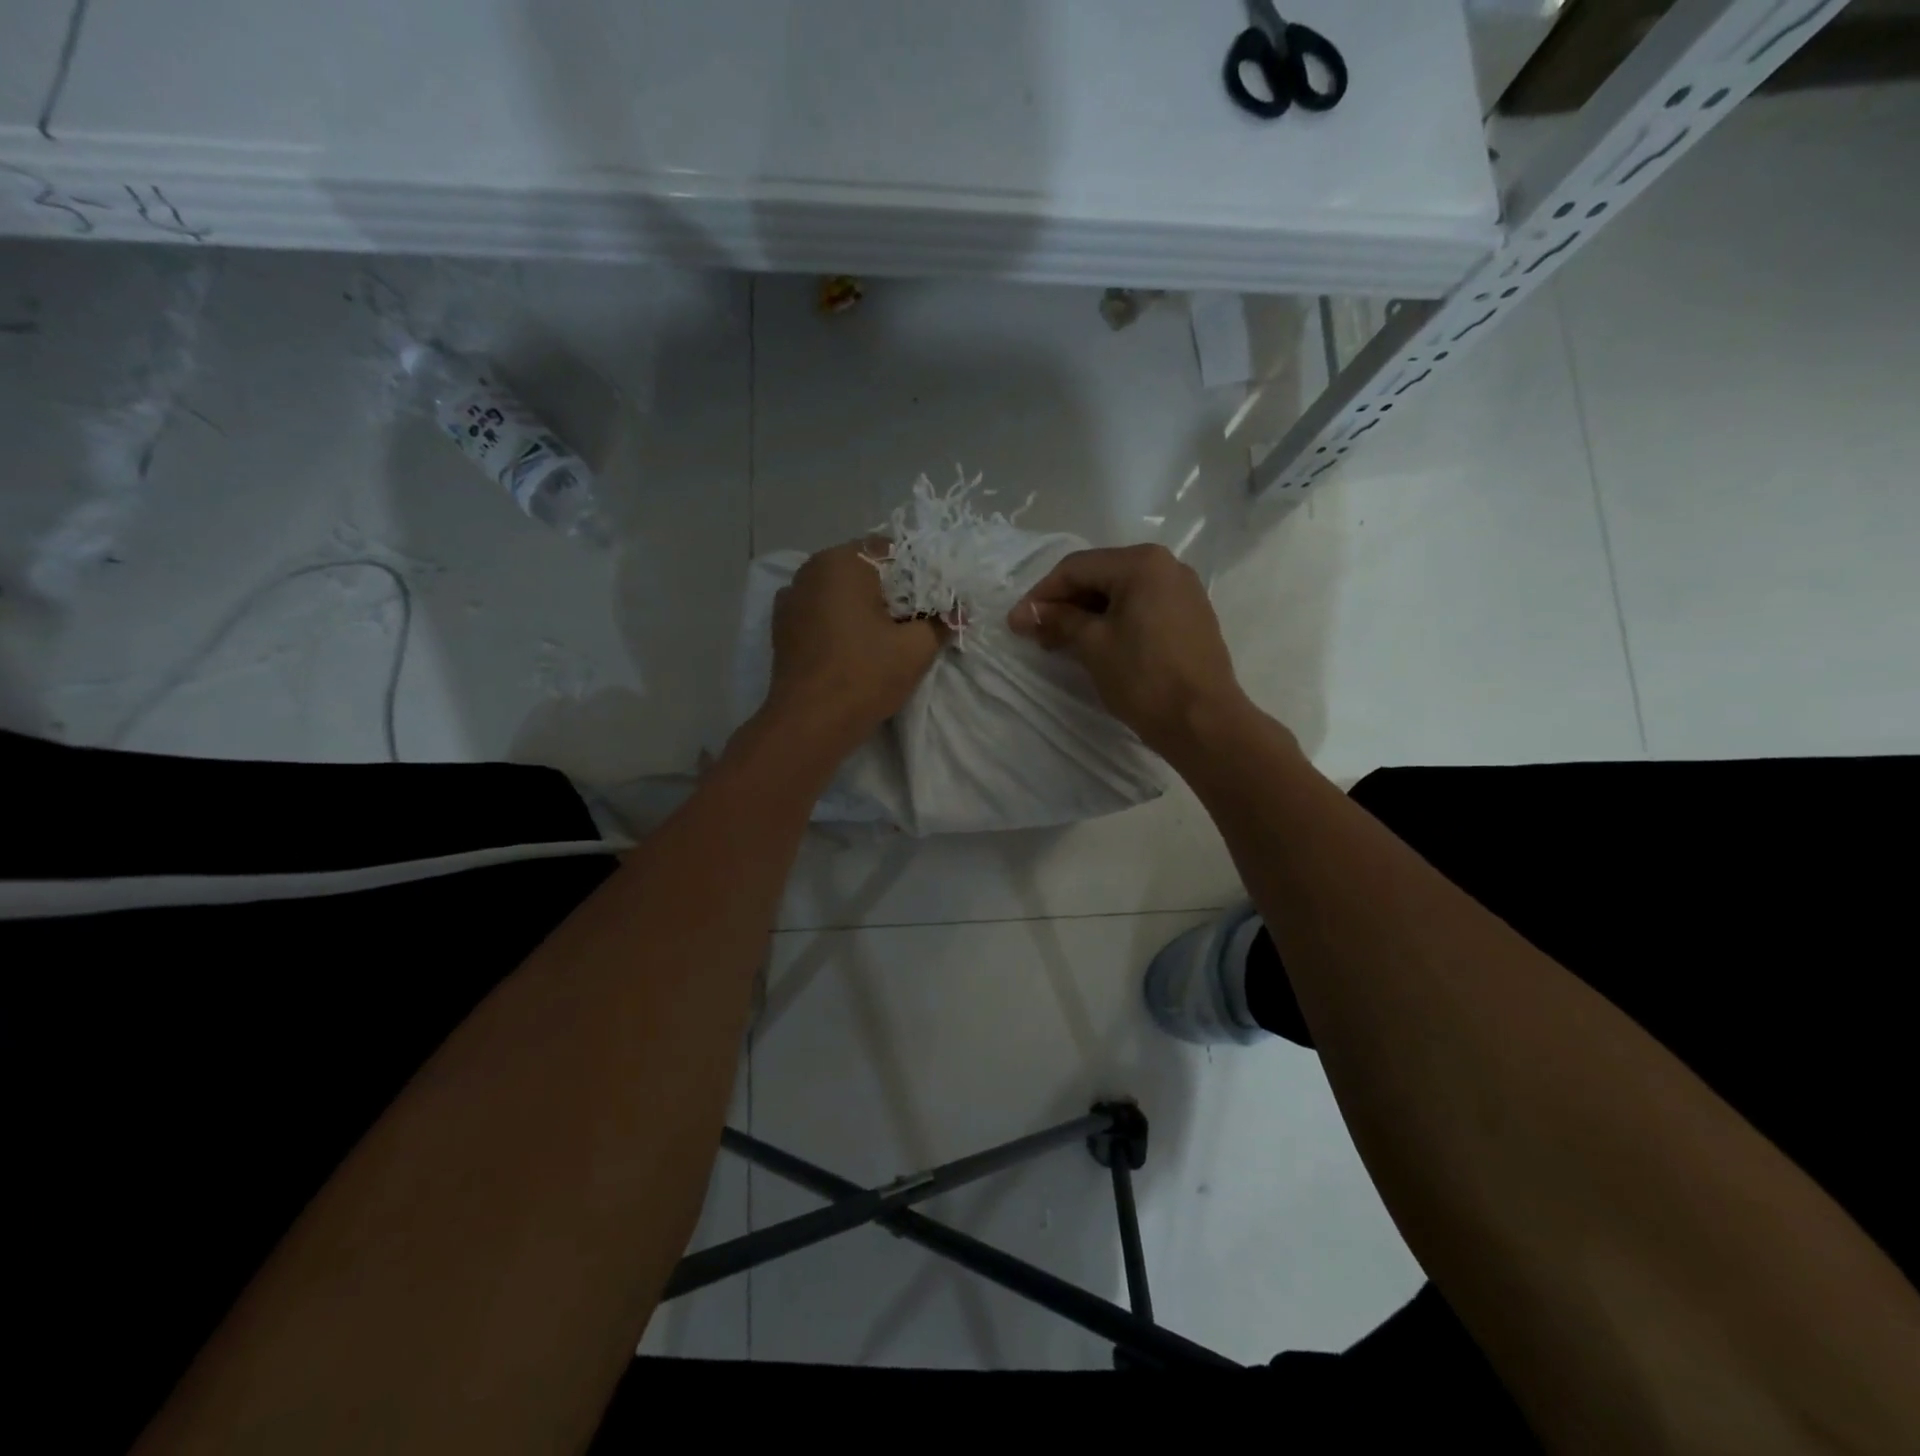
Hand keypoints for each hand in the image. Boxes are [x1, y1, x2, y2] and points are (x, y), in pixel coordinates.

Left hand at [762, 539, 943, 754]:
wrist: (809, 723)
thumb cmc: (864, 675)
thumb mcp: (916, 649)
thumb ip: (940, 623)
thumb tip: (957, 613)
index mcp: (841, 562)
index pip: (890, 551)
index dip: (916, 575)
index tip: (931, 603)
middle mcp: (809, 570)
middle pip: (862, 570)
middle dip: (889, 591)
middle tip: (913, 621)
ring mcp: (790, 599)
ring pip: (839, 592)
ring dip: (862, 607)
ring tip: (884, 638)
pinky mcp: (782, 628)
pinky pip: (820, 613)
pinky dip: (838, 622)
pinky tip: (853, 647)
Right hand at [1008, 544, 1251, 756]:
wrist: (1203, 722)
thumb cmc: (1144, 678)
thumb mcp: (1093, 645)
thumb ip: (1058, 620)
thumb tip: (1025, 614)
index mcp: (1142, 563)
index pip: (1076, 568)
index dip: (1041, 595)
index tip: (1016, 622)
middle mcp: (1167, 566)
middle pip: (1099, 576)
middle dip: (1063, 604)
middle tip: (1034, 633)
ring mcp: (1183, 591)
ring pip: (1120, 593)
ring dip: (1086, 614)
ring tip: (1058, 642)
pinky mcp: (1190, 616)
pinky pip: (1141, 608)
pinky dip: (1113, 621)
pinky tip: (1093, 644)